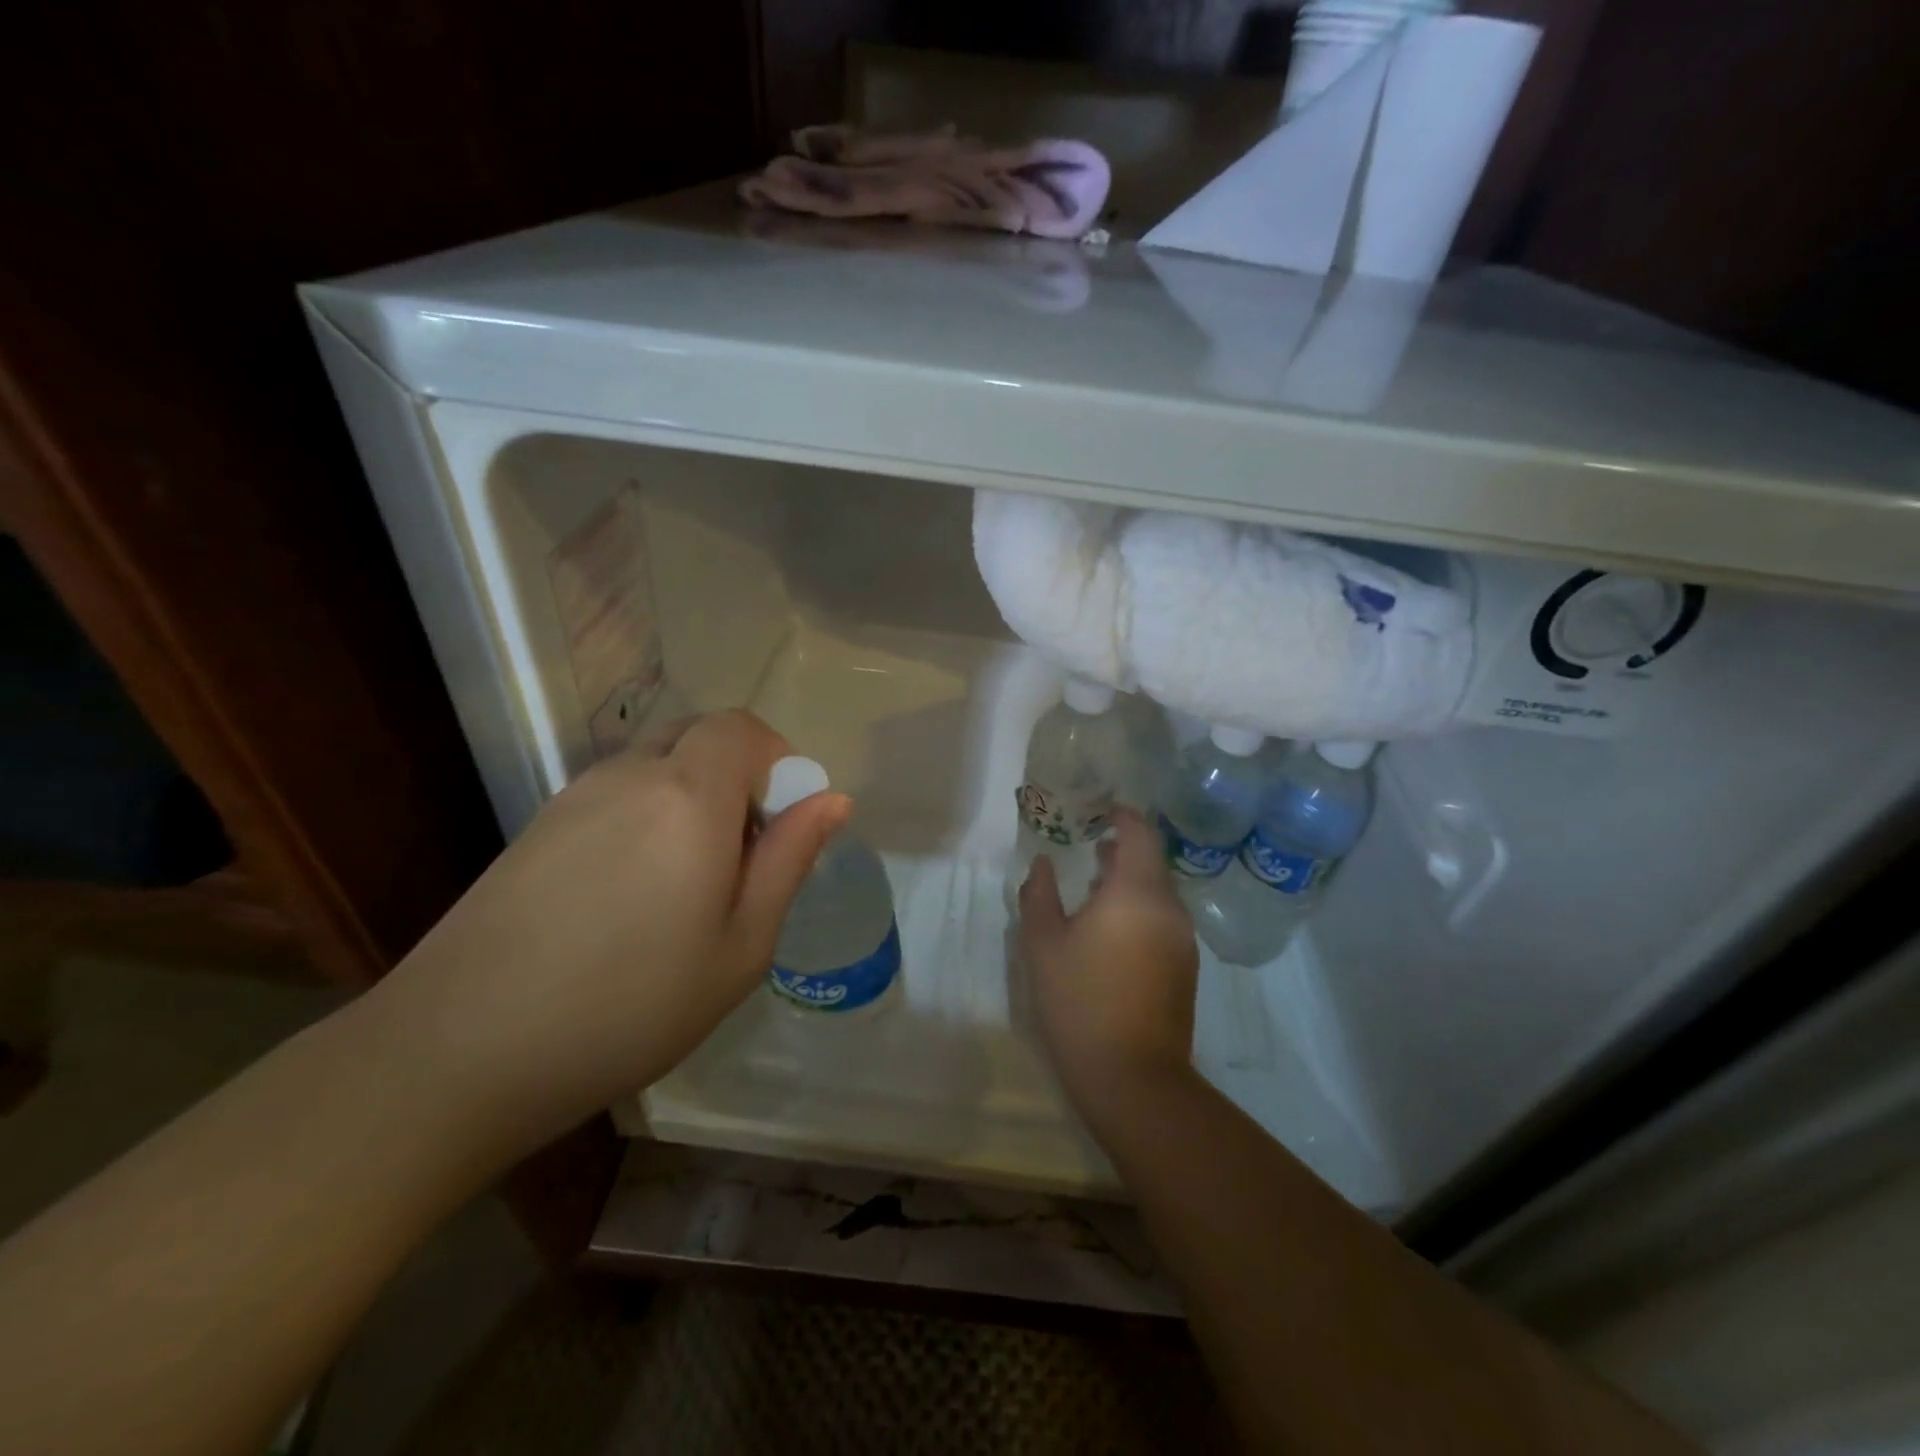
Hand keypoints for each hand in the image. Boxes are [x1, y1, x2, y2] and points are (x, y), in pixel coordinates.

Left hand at [368, 710, 848, 1150]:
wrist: (461, 1052)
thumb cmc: (631, 1005)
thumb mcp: (741, 945)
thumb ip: (789, 859)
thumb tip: (832, 799)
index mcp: (688, 795)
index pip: (741, 728)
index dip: (776, 759)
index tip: (782, 822)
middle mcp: (629, 775)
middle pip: (697, 736)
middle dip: (737, 776)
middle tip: (742, 855)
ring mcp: (574, 797)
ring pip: (654, 764)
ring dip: (690, 797)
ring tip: (687, 884)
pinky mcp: (537, 826)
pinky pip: (614, 794)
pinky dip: (646, 816)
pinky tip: (630, 895)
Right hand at [1018, 808, 1198, 1113]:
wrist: (1132, 1077)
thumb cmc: (1079, 1001)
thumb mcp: (1043, 944)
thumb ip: (1039, 894)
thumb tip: (1042, 864)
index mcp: (1136, 892)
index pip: (1140, 833)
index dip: (1122, 815)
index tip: (1099, 808)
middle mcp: (1169, 908)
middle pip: (1152, 861)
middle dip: (1122, 848)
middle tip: (1088, 843)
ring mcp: (1182, 939)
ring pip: (1158, 891)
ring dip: (1130, 879)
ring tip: (1094, 883)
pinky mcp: (1185, 966)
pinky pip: (1163, 918)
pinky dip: (1139, 907)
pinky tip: (1111, 928)